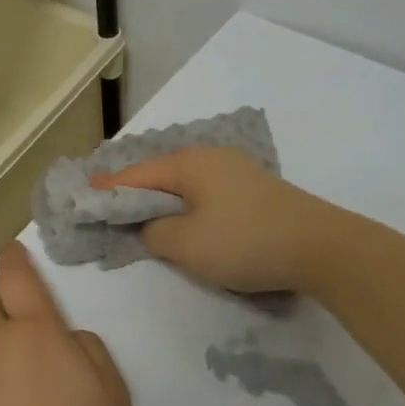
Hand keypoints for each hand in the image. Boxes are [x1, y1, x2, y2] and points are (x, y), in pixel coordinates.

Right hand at [93, 146, 343, 294]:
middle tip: (109, 206)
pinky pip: (207, 193)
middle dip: (135, 191)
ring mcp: (237, 172)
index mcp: (190, 163)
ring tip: (143, 215)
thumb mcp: (187, 244)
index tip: (84, 194)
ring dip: (163, 200)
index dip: (109, 188)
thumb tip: (150, 225)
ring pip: (187, 183)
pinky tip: (186, 220)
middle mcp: (212, 158)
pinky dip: (187, 205)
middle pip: (162, 173)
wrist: (320, 247)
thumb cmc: (245, 241)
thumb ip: (155, 232)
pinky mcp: (255, 191)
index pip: (138, 174)